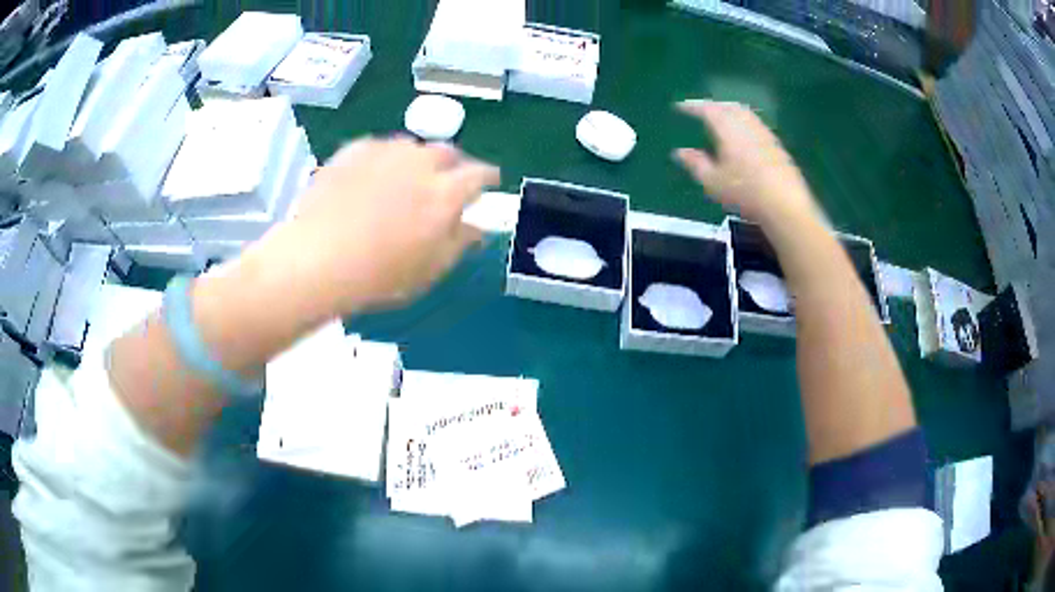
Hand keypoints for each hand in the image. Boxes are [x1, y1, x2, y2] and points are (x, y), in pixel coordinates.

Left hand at [261, 137, 499, 313]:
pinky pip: (378, 147)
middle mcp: (421, 162)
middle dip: (452, 165)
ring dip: (416, 160)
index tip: (488, 183)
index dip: (487, 177)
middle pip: (447, 152)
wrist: (318, 258)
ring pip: (412, 147)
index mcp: (446, 193)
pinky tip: (371, 178)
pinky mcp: (354, 150)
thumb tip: (478, 228)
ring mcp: (386, 151)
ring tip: (404, 179)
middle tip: (444, 182)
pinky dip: (383, 159)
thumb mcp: (430, 268)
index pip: (479, 174)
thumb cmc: (381, 274)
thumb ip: (459, 243)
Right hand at [674, 101, 822, 232]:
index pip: (707, 109)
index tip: (680, 107)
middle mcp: (747, 124)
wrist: (785, 204)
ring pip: (745, 114)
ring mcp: (764, 133)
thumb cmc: (745, 192)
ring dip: (730, 111)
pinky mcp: (777, 146)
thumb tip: (680, 152)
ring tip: (722, 119)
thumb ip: (696, 164)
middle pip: (728, 106)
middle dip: (713, 105)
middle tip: (701, 110)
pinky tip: (743, 135)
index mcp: (728, 128)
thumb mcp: (713, 182)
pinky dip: (744, 123)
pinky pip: (756, 125)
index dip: (692, 107)